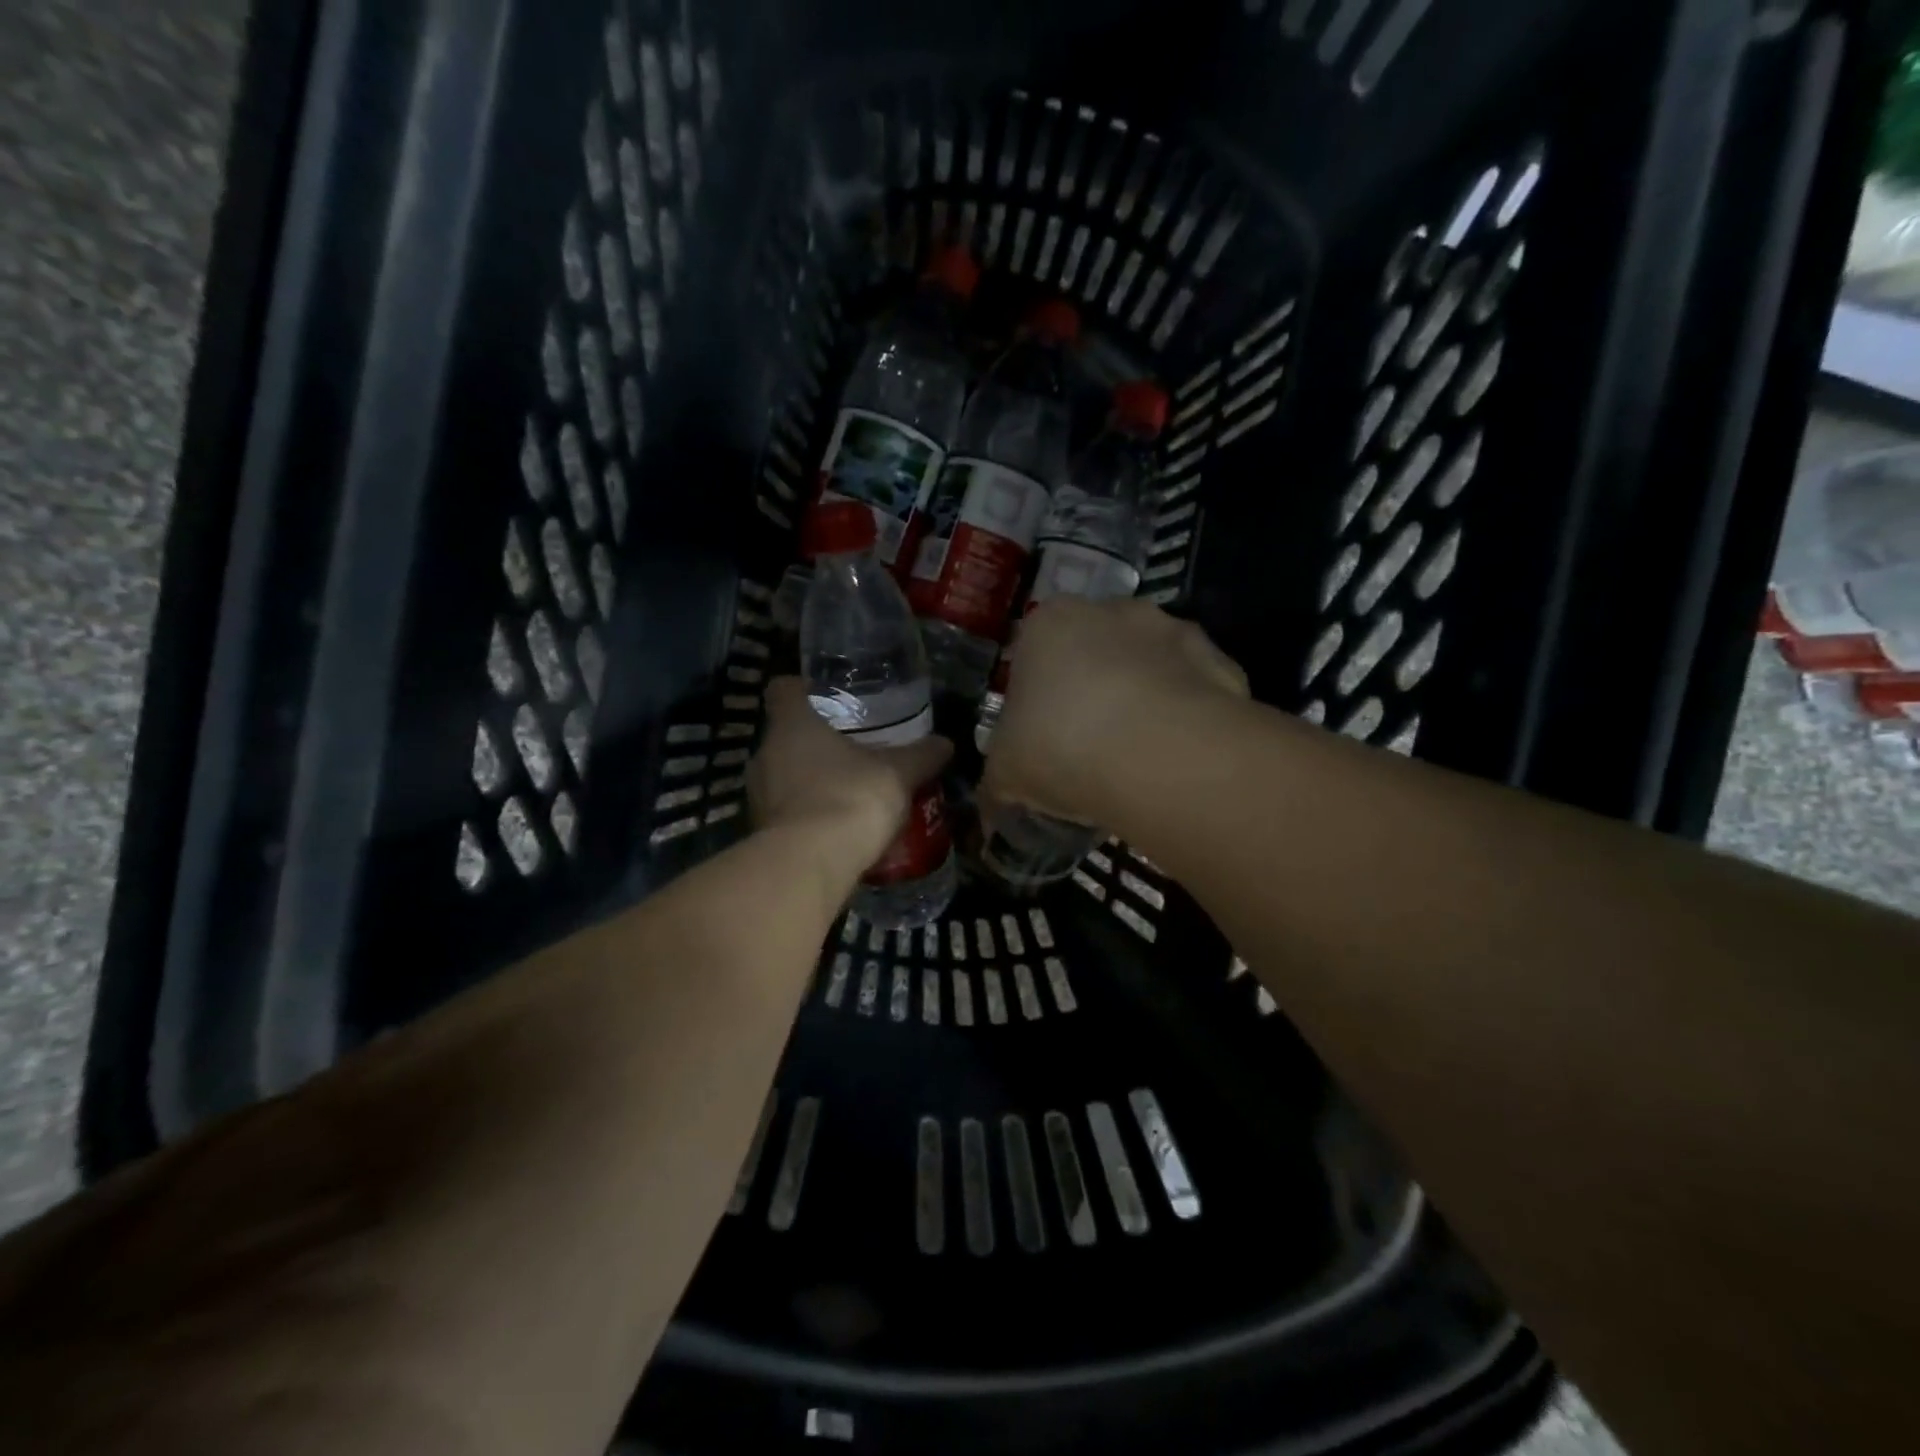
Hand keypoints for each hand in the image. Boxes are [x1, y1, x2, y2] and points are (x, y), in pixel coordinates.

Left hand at [749, 677, 952, 865]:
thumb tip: (945, 743)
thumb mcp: (898, 773)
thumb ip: (921, 755)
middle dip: (815, 740)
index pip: (782, 688)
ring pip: (783, 774)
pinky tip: (836, 825)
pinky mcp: (759, 830)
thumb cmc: (850, 798)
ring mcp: (757, 794)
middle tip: (851, 747)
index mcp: (792, 724)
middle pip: (786, 734)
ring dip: (810, 779)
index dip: (803, 689)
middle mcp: (765, 752)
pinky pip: (785, 811)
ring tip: (847, 788)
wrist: (809, 865)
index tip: (829, 699)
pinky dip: (806, 814)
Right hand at [982, 598, 1247, 825]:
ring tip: (1138, 757)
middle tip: (1087, 746)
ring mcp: (1173, 630)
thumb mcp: (1006, 773)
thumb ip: (996, 785)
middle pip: (1095, 651)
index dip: (1036, 696)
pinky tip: (1178, 758)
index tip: (1041, 736)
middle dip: (1092, 690)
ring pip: (1149, 666)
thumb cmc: (1060, 746)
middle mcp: (1112, 610)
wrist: (1157, 755)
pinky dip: (1187, 716)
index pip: (1033, 651)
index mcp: (1049, 623)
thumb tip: (989, 814)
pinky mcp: (1220, 662)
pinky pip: (1195, 690)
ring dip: (1142, 698)